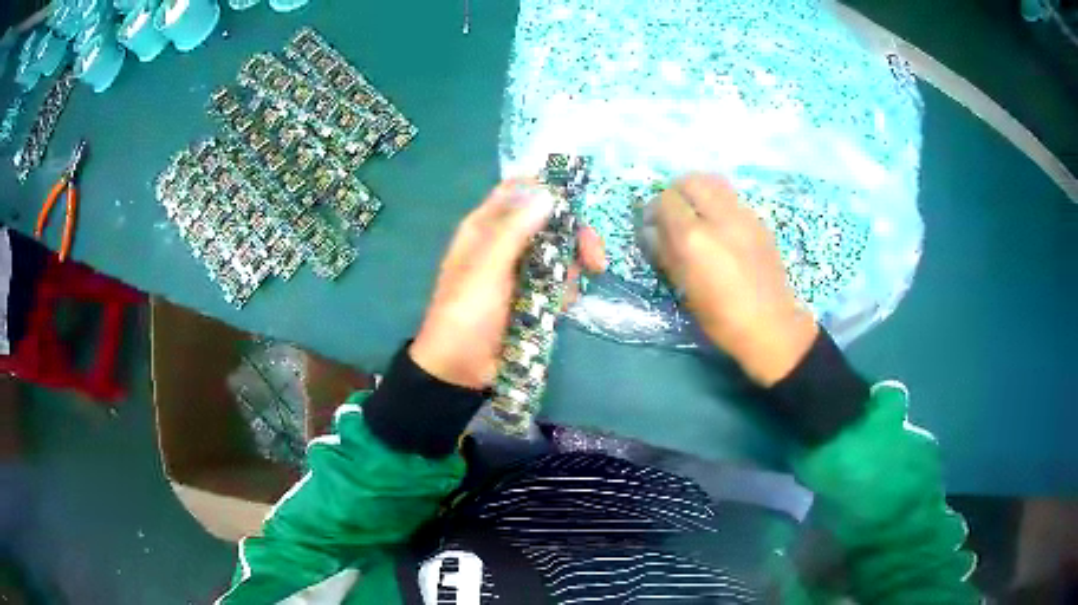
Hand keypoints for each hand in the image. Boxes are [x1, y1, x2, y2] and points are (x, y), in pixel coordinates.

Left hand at [410, 180, 606, 389]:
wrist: (461, 369)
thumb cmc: (466, 313)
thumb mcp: (486, 268)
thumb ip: (514, 231)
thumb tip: (547, 193)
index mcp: (485, 228)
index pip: (518, 192)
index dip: (546, 189)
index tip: (577, 200)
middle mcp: (506, 243)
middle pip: (549, 221)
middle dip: (575, 234)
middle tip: (595, 256)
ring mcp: (522, 270)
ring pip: (559, 252)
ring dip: (575, 265)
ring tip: (580, 286)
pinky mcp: (534, 295)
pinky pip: (559, 281)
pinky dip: (567, 289)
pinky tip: (565, 305)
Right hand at [653, 174, 817, 385]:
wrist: (771, 325)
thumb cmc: (721, 317)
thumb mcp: (684, 288)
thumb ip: (665, 252)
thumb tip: (652, 230)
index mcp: (694, 238)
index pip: (665, 200)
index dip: (655, 210)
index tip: (654, 225)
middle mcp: (718, 217)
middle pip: (690, 180)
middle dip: (677, 192)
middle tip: (675, 214)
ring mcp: (743, 215)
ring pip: (714, 182)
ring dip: (699, 192)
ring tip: (698, 215)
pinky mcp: (759, 221)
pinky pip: (732, 197)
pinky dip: (719, 202)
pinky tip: (721, 227)